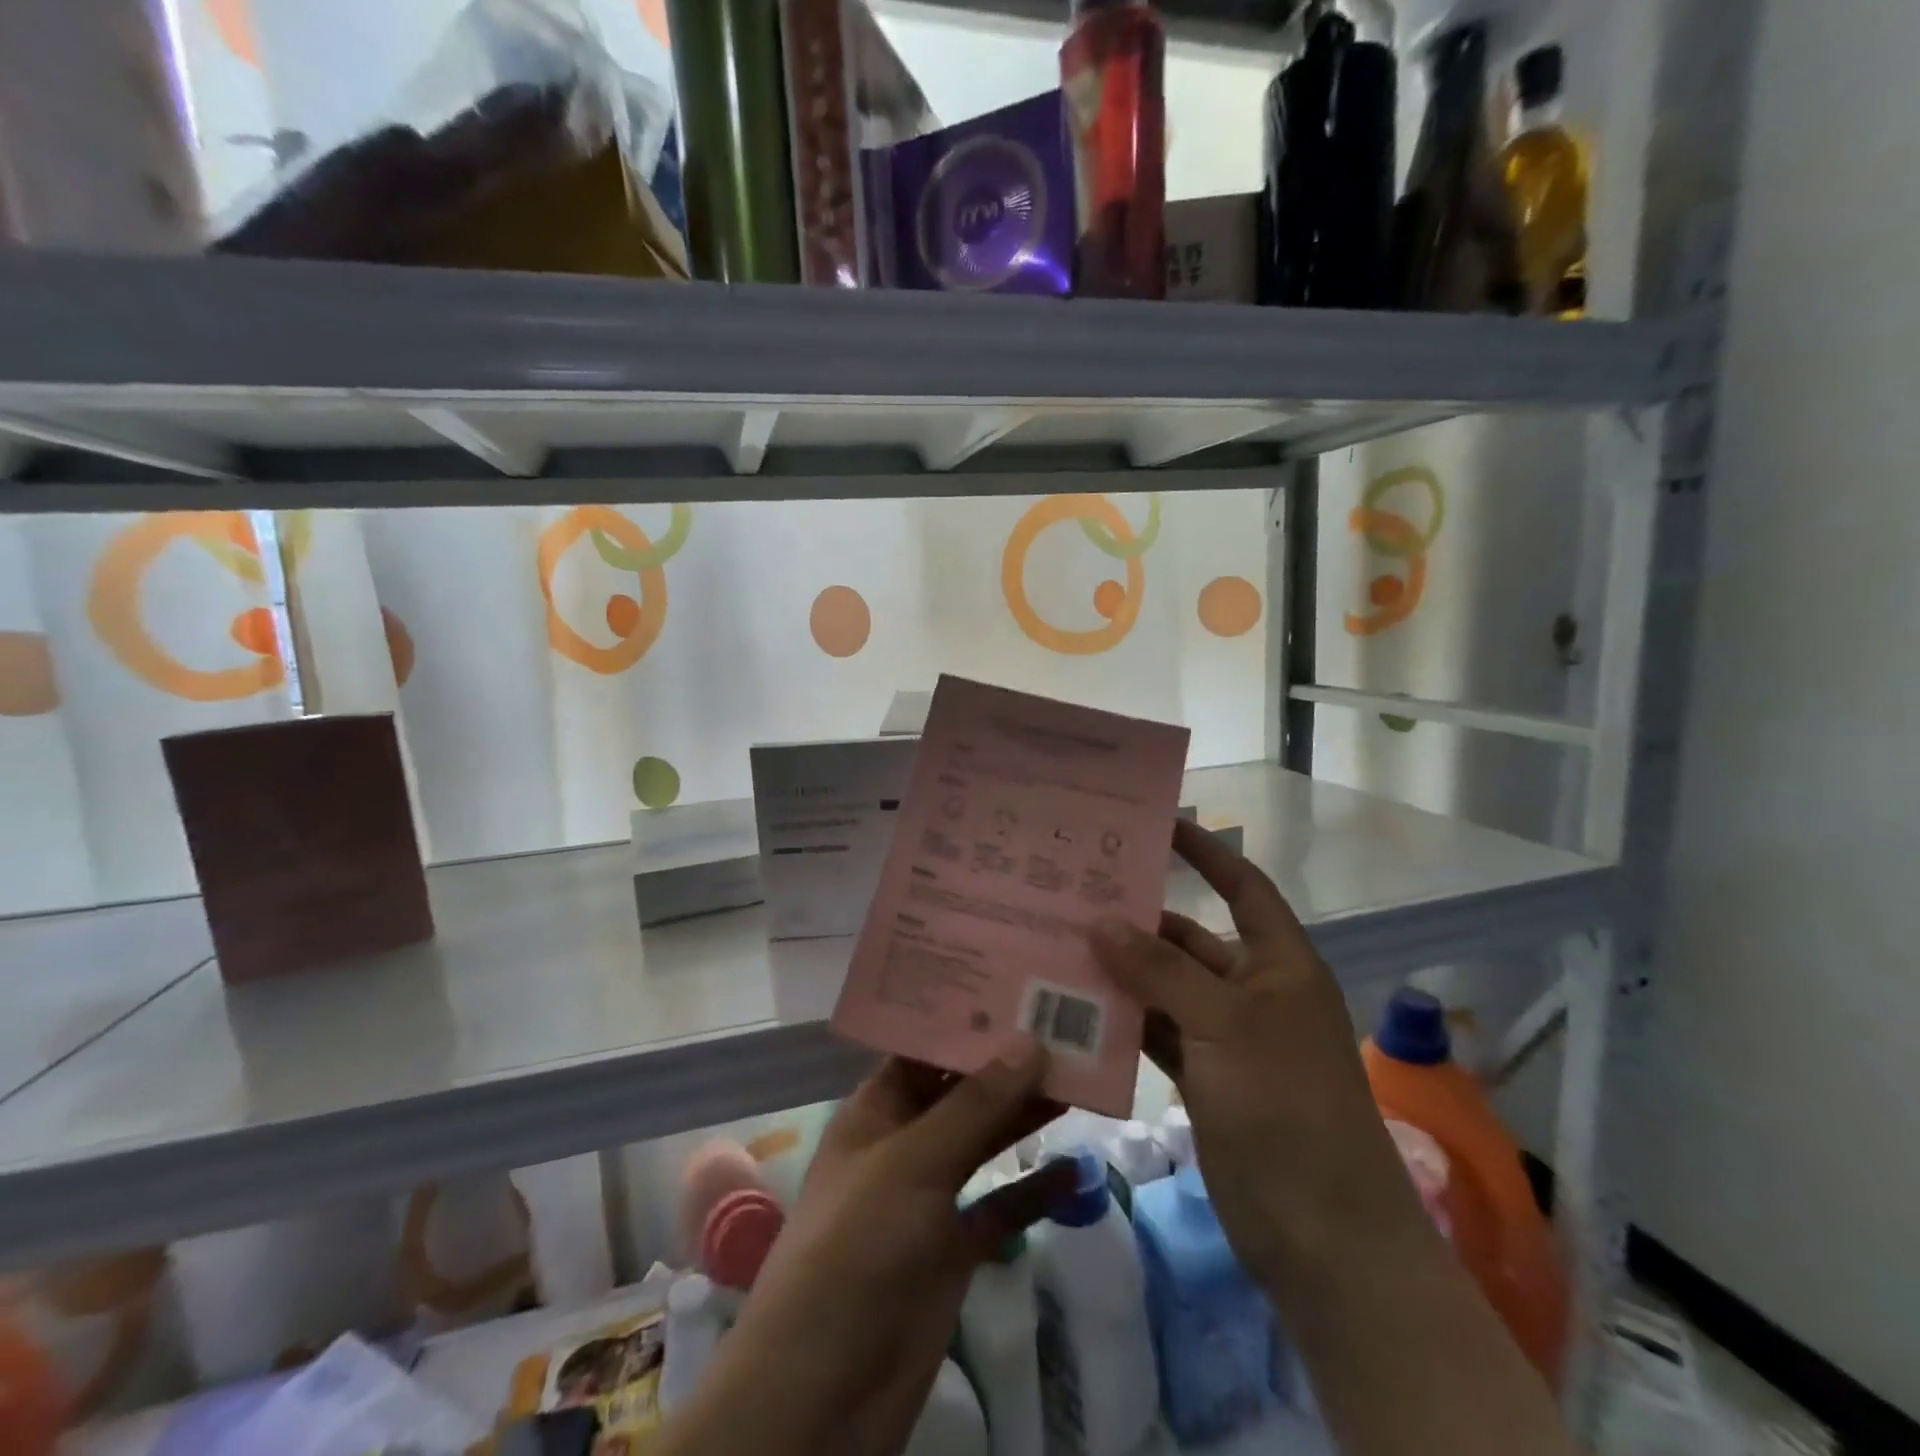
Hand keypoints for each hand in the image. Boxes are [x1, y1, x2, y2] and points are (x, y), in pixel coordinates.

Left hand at [662, 1046, 1072, 1455]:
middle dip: (1007, 1062)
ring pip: (985, 1141)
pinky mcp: (954, 1247)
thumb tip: (1030, 1040)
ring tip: (1081, 1077)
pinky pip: (1000, 1205)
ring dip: (1026, 1115)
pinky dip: (1033, 1189)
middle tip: (1065, 1023)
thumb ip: (974, 1106)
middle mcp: (903, 1142)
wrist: (825, 1393)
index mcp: (876, 1109)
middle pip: (962, 1090)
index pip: (924, 1047)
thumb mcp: (912, 1164)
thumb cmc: (855, 1250)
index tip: (1016, 984)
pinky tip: (1075, 1169)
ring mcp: (930, 1196)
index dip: (966, 1017)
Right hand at [1091, 819, 1422, 1291]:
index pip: (1242, 886)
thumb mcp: (1225, 1026)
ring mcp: (1225, 1038)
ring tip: (1057, 945)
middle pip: (1189, 939)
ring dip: (1121, 973)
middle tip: (1074, 893)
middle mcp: (1251, 991)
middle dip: (1138, 919)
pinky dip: (1122, 1022)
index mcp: (1279, 963)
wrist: (1324, 1238)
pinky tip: (1073, 1009)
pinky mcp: (1203, 1079)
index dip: (1206, 852)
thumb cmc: (1287, 1108)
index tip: (1156, 824)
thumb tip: (1101, 920)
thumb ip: (1161, 970)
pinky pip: (1155, 1033)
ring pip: (1164, 988)